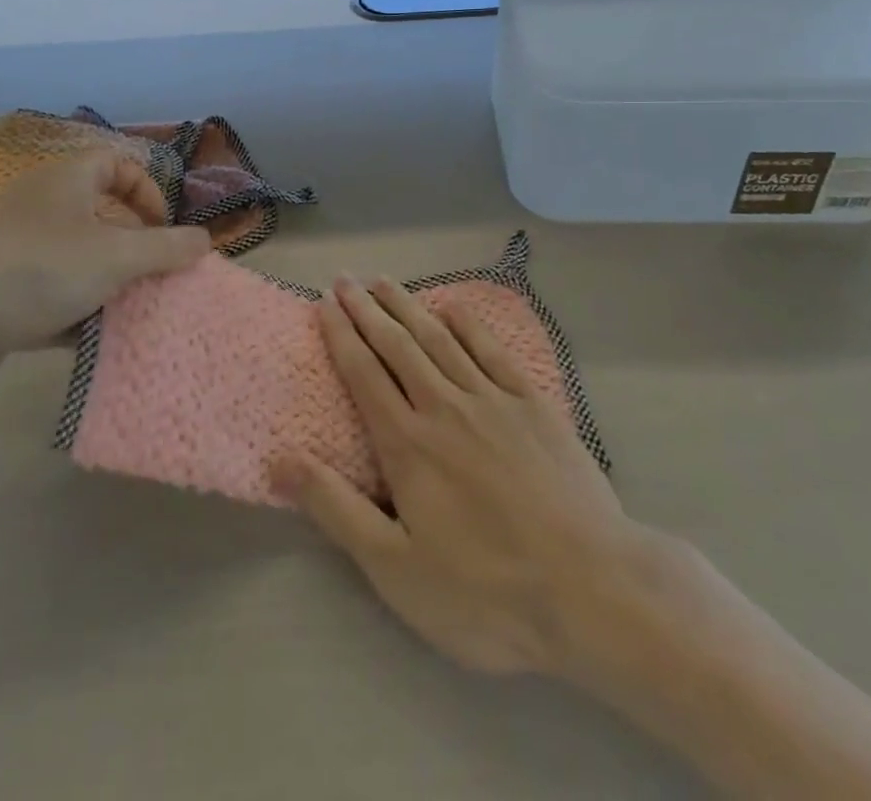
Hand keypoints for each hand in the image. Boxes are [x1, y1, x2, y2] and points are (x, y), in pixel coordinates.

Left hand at [0, 151, 209, 397]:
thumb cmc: (32, 269)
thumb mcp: (114, 256)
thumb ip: (166, 249)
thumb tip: (206, 240)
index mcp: (67, 181)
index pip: (118, 165)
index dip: (149, 192)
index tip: (165, 231)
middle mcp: (42, 208)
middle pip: (102, 218)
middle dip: (135, 250)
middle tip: (157, 281)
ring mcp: (18, 253)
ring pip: (79, 263)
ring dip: (108, 288)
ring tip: (136, 317)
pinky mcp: (0, 296)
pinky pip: (52, 299)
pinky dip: (75, 316)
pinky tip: (97, 344)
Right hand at [275, 276, 657, 676]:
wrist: (591, 589)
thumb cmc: (486, 591)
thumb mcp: (396, 569)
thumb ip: (336, 509)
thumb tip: (279, 460)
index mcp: (408, 444)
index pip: (364, 374)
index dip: (341, 335)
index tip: (324, 304)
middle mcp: (444, 406)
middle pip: (397, 345)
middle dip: (367, 310)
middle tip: (345, 279)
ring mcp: (492, 400)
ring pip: (439, 339)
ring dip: (408, 306)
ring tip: (384, 282)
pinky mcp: (533, 404)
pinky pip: (493, 350)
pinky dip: (469, 324)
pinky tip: (453, 308)